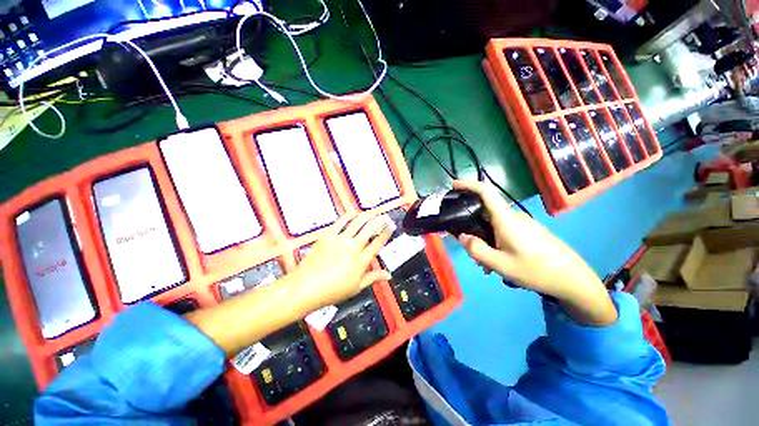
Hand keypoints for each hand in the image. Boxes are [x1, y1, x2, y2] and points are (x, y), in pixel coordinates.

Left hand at [290, 212, 393, 310]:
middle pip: (370, 229)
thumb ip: (373, 278)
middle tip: (384, 216)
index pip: (378, 243)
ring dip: (367, 216)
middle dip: (379, 221)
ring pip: (357, 223)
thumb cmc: (331, 290)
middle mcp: (353, 247)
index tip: (391, 226)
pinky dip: (348, 216)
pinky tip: (353, 213)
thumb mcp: (356, 287)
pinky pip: (340, 223)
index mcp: (361, 261)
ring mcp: (340, 240)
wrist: (306, 287)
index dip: (386, 233)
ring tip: (372, 212)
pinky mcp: (328, 236)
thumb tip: (387, 275)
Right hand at [453, 180, 616, 326]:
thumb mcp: (500, 264)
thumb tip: (462, 236)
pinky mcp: (529, 231)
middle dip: (472, 227)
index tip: (454, 185)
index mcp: (506, 219)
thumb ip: (476, 249)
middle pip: (485, 213)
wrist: (573, 279)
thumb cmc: (536, 271)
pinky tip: (498, 262)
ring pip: (494, 225)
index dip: (468, 184)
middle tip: (469, 248)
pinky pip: (504, 231)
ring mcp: (523, 223)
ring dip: (484, 240)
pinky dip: (495, 242)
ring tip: (486, 264)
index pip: (486, 192)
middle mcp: (514, 216)